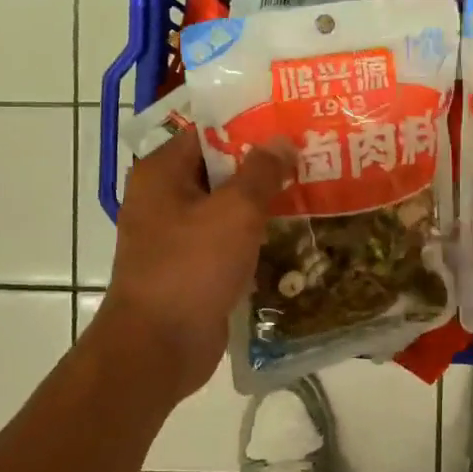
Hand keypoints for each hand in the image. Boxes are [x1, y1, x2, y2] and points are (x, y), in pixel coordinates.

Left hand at [84, 127, 290, 403]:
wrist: (158, 348)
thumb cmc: (192, 267)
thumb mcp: (235, 211)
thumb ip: (262, 172)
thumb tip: (281, 141)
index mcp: (162, 172)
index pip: (209, 131)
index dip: (250, 125)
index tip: (292, 123)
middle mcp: (164, 198)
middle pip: (220, 169)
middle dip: (264, 165)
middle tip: (312, 155)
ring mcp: (177, 235)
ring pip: (227, 207)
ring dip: (264, 203)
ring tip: (313, 190)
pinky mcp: (193, 267)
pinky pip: (228, 240)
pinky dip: (255, 236)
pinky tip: (294, 233)